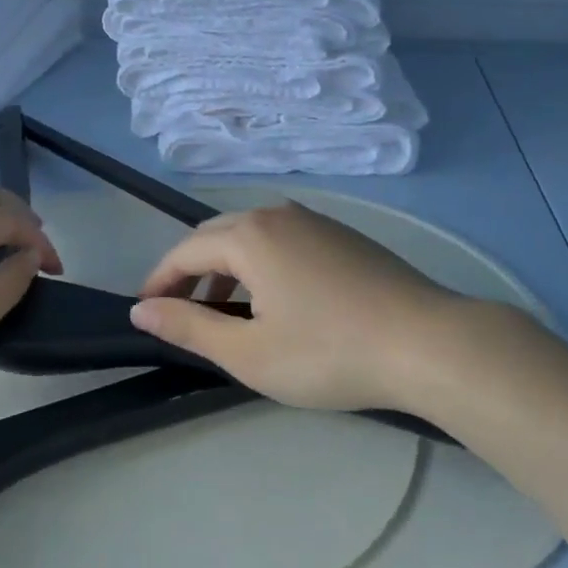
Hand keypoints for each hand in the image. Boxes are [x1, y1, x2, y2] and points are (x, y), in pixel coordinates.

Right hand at [130, 201, 465, 412]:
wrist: (426, 342)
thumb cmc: (329, 352)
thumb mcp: (250, 352)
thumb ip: (189, 327)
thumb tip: (141, 309)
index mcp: (248, 235)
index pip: (185, 251)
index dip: (159, 280)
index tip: (145, 309)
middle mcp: (276, 214)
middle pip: (216, 236)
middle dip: (191, 271)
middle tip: (181, 312)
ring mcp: (313, 220)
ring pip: (251, 235)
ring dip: (227, 268)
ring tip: (226, 312)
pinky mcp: (341, 234)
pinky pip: (282, 239)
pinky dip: (261, 263)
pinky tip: (276, 300)